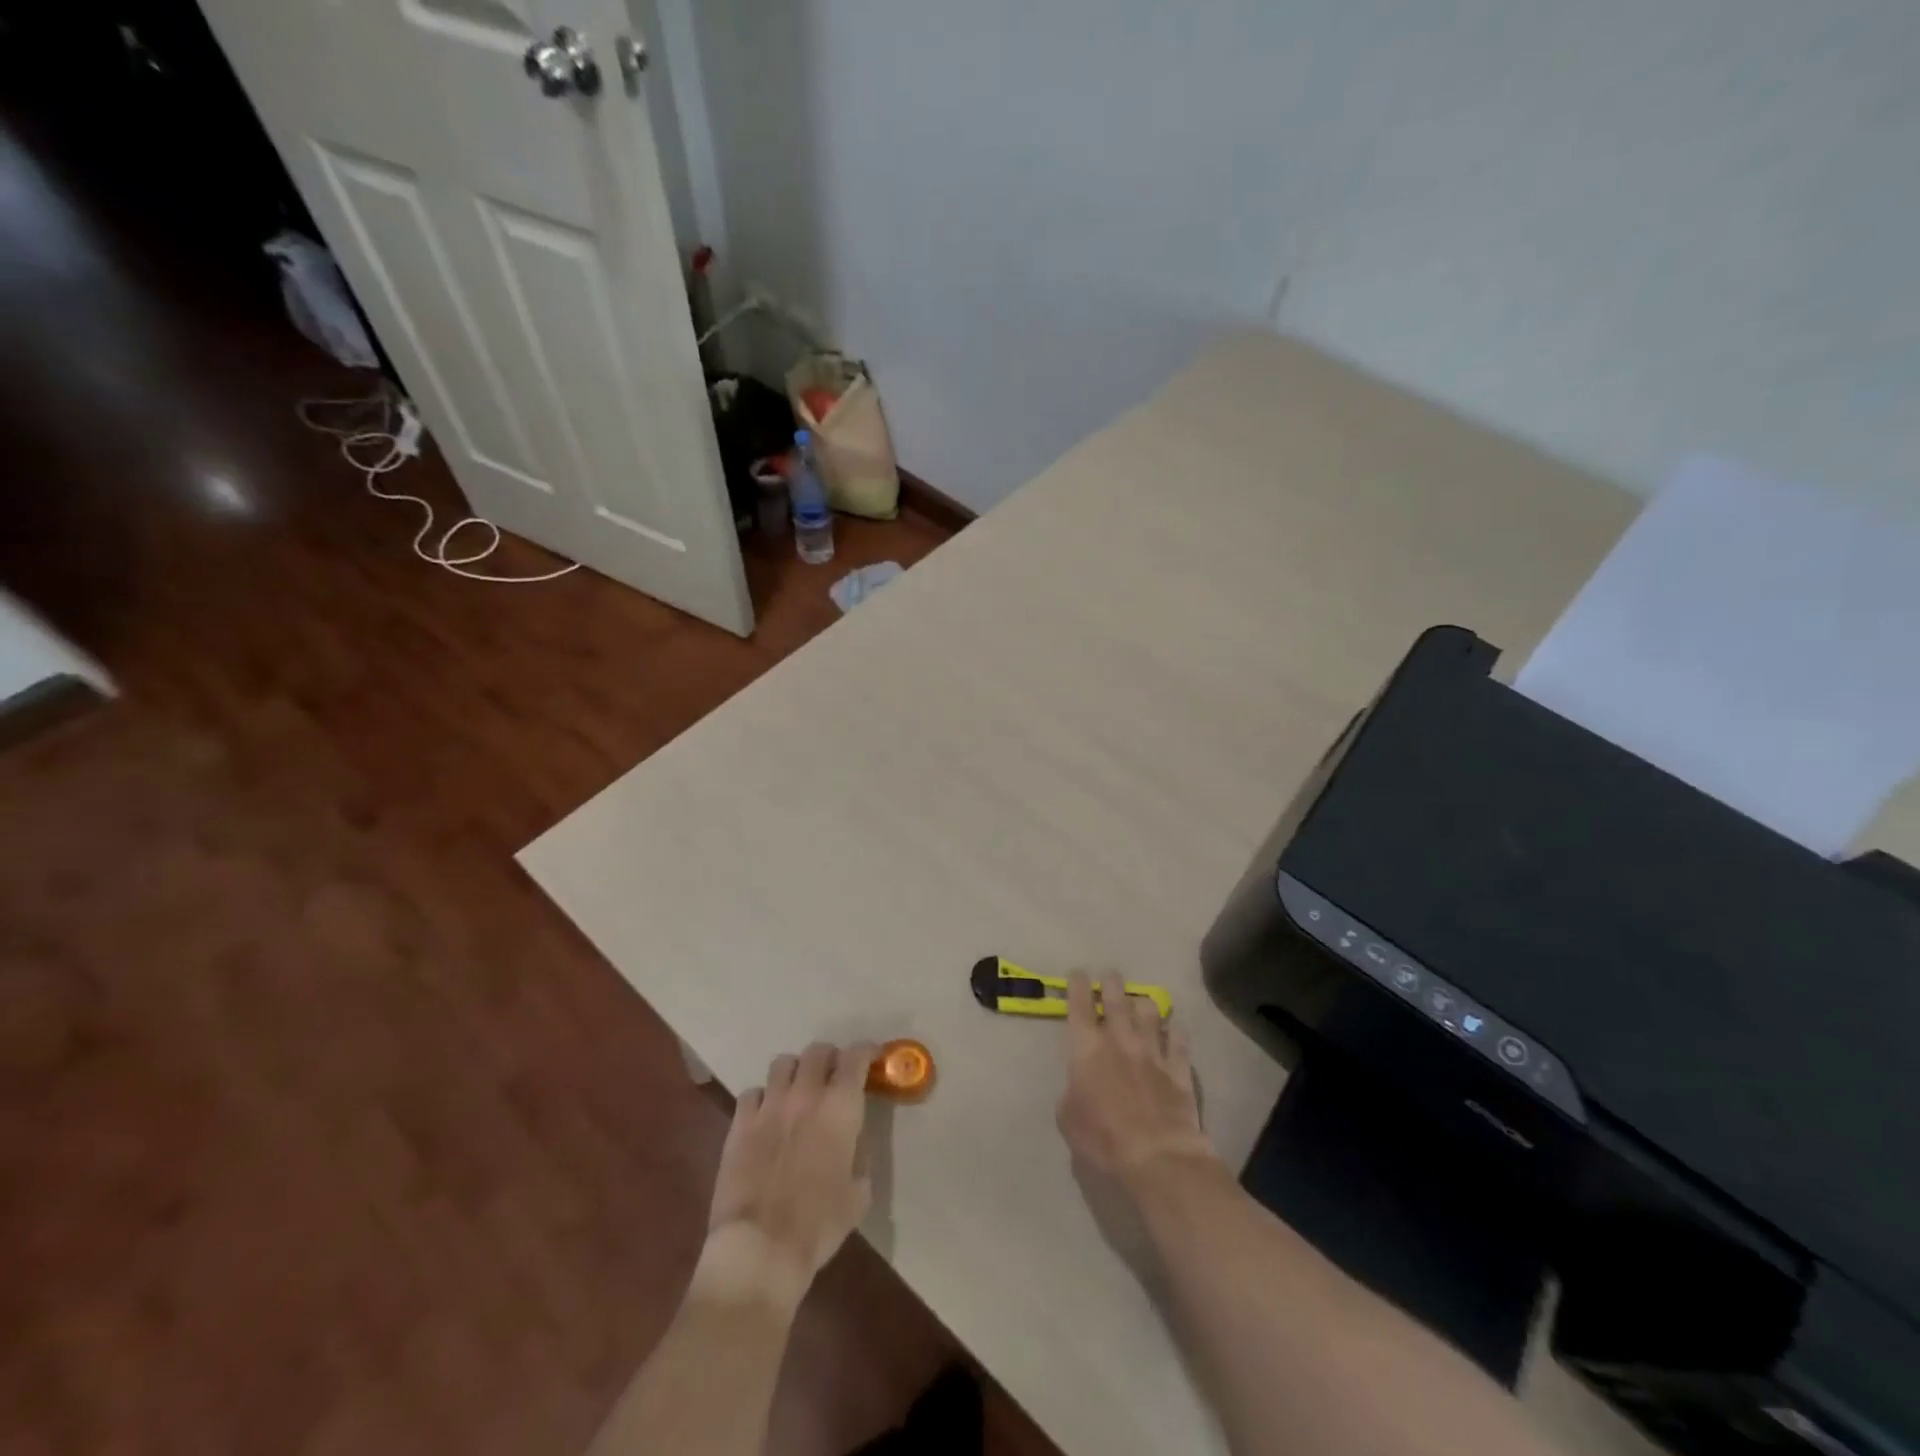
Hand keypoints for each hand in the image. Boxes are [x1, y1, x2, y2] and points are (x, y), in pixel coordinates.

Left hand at [699, 1041, 876, 1308]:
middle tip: (834, 1074)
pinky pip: (752, 1092)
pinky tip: (766, 1115)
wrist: (760, 1248)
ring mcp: (769, 1105)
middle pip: (818, 1050)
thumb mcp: (858, 1193)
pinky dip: (763, 1097)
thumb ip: (858, 1155)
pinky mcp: (740, 1122)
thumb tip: (852, 1142)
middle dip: (830, 1057)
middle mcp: (806, 1094)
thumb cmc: (818, 1225)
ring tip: (798, 1089)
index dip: (866, 1052)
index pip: (856, 1056)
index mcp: (841, 1107)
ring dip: (796, 1071)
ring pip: (783, 1063)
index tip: (871, 1058)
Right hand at [1056, 971, 1214, 1191]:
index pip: (1079, 1005)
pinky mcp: (1179, 1068)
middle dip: (1111, 983)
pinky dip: (1175, 1030)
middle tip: (1110, 977)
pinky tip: (1175, 1027)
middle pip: (1116, 998)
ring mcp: (1153, 1051)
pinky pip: (1179, 1039)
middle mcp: (1119, 1039)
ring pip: (1149, 1011)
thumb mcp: (1067, 1118)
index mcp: (1086, 1048)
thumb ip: (1072, 1091)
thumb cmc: (1102, 1140)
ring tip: (1141, 1003)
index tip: (1077, 974)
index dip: (1077, 984)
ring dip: (1142, 1004)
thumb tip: (1080, 1084)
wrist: (1156, 1159)